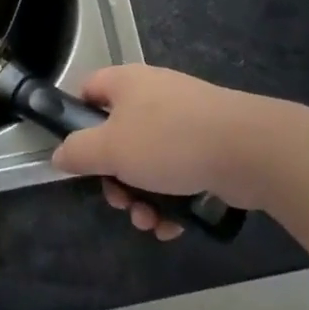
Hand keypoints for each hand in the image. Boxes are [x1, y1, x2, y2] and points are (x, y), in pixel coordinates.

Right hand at [50, 65, 285, 235]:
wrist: (248, 149)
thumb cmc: (169, 141)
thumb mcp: (110, 149)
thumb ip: (78, 152)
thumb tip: (60, 154)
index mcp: (126, 83)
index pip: (88, 90)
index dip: (77, 119)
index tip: (77, 154)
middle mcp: (153, 95)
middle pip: (117, 136)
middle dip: (114, 177)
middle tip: (119, 200)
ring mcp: (184, 120)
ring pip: (148, 160)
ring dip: (141, 196)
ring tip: (149, 222)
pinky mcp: (209, 145)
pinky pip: (177, 172)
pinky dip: (170, 199)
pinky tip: (172, 226)